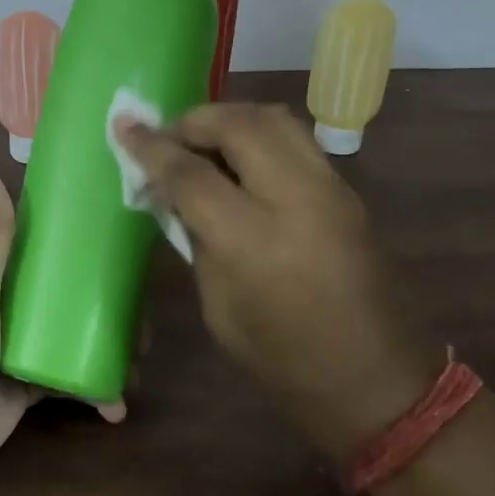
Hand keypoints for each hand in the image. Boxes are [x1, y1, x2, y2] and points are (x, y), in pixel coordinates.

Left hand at [0, 154, 121, 494]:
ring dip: (114, 341)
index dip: (90, 227)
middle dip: (114, 296)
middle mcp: (15, 296)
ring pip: (81, 329)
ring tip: (142, 360)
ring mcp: (25, 340)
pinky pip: (74, 376)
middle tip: (148, 313)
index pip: (51, 232)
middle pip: (75, 284)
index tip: (135, 227)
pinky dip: (97, 387)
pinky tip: (116, 404)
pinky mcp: (31, 383)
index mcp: (1, 264)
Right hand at [115, 104, 440, 456]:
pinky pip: (295, 139)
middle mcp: (296, 199)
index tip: (124, 128)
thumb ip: (195, 235)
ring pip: (273, 117)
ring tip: (203, 140)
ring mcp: (329, 189)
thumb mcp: (216, 302)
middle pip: (237, 125)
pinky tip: (241, 159)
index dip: (151, 148)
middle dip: (193, 121)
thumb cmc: (279, 355)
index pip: (190, 173)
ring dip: (229, 118)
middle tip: (168, 137)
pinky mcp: (347, 191)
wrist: (370, 378)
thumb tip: (172, 190)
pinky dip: (258, 134)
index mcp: (253, 240)